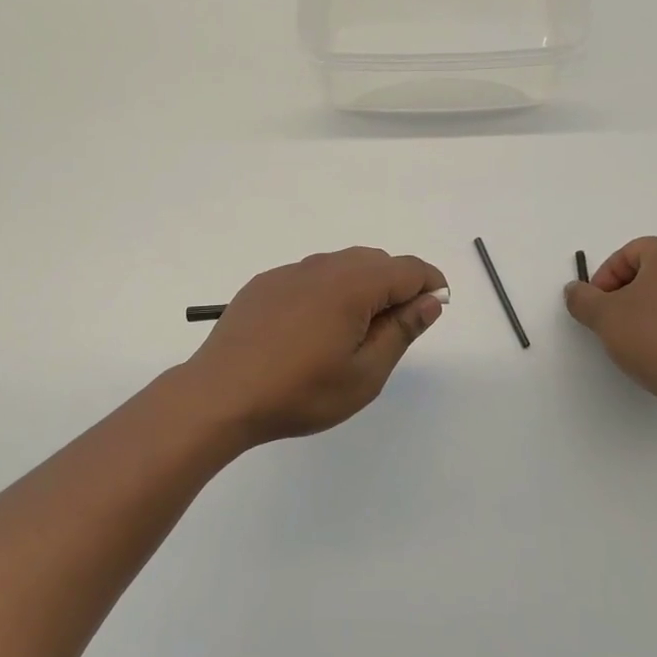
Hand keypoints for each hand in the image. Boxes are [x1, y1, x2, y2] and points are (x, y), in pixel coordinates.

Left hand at [185, 247, 447, 445]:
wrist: (221, 395)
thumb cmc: (300, 392)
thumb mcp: (364, 374)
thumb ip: (401, 331)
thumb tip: (430, 301)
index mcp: (352, 285)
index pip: (407, 268)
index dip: (429, 283)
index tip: (436, 308)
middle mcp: (322, 267)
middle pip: (375, 261)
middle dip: (397, 285)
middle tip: (395, 329)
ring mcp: (288, 273)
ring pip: (341, 265)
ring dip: (361, 286)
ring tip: (354, 331)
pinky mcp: (264, 284)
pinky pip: (310, 276)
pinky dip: (327, 291)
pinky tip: (313, 328)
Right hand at [563, 236, 656, 429]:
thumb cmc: (652, 337)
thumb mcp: (602, 315)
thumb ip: (581, 297)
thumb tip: (575, 290)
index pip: (628, 254)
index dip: (604, 277)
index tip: (595, 305)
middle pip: (651, 271)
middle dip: (625, 292)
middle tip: (609, 318)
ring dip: (648, 308)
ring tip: (632, 337)